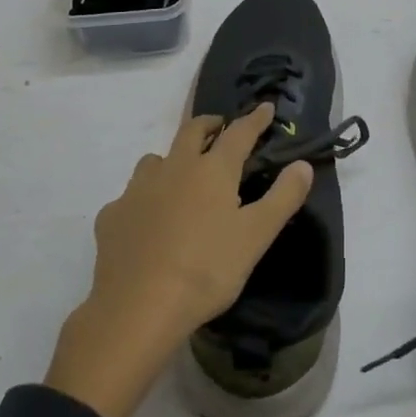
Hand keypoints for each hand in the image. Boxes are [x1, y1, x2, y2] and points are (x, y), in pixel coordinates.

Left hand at [45, 103, 313, 416]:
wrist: (137, 309)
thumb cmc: (206, 270)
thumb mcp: (255, 237)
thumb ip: (282, 198)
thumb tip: (303, 164)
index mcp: (212, 170)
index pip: (238, 133)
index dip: (255, 119)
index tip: (266, 107)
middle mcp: (174, 168)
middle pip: (192, 130)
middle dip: (210, 124)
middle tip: (220, 128)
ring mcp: (138, 190)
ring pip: (156, 159)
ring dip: (172, 158)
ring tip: (180, 175)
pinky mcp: (112, 216)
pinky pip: (130, 196)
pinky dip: (143, 198)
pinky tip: (146, 221)